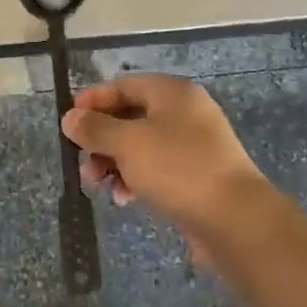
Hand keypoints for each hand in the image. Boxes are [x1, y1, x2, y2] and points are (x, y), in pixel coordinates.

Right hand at [62, 75, 278, 261]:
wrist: (236, 220)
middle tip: (82, 161)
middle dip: (101, 139)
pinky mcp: (199, 175)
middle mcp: (185, 112)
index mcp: (172, 93)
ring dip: (115, 162)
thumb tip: (70, 118)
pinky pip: (158, 168)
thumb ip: (95, 129)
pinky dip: (137, 178)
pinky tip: (126, 198)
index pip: (123, 86)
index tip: (69, 123)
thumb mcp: (128, 143)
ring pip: (142, 145)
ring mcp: (195, 145)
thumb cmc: (178, 169)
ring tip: (100, 185)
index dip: (92, 101)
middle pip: (131, 116)